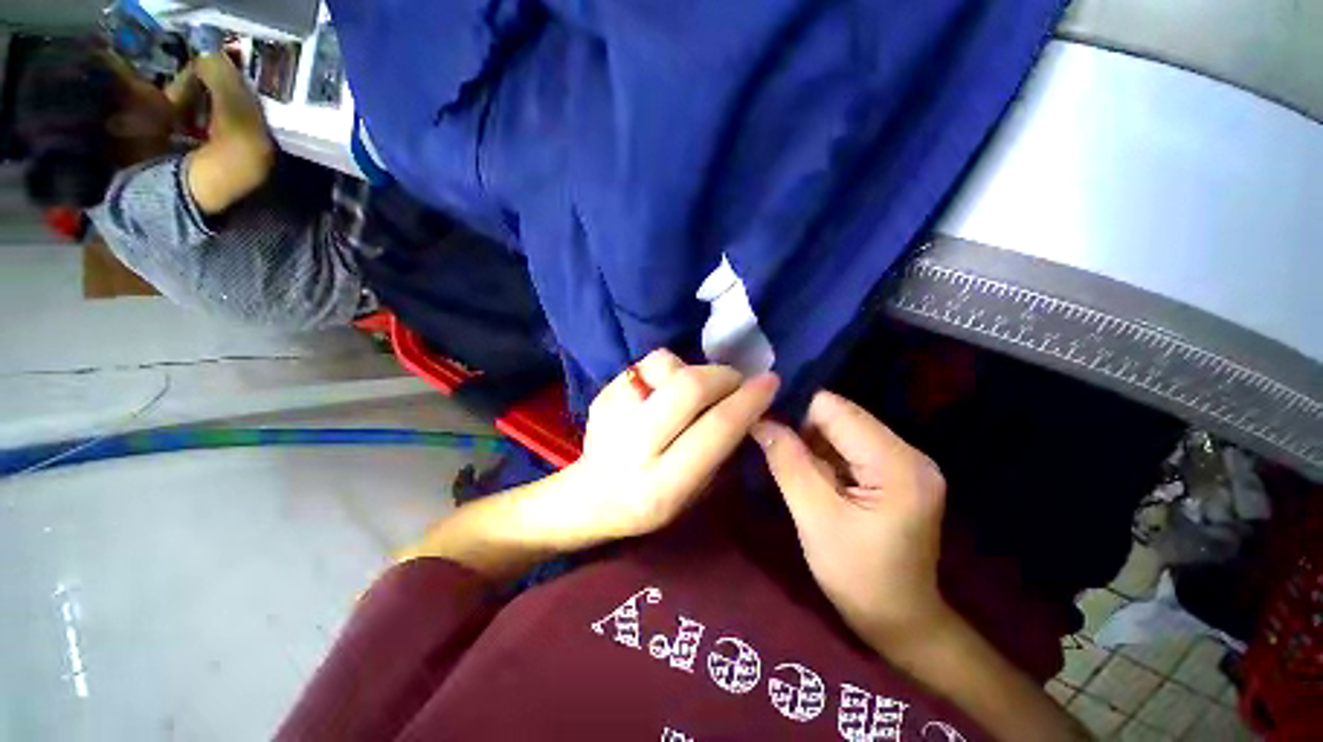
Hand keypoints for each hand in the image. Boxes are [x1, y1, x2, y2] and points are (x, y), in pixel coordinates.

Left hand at [566, 349, 778, 541]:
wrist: (591, 495)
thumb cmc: (651, 503)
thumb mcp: (695, 491)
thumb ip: (721, 448)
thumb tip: (747, 404)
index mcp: (663, 485)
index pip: (716, 429)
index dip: (749, 401)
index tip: (769, 383)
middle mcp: (633, 447)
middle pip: (689, 387)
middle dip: (724, 376)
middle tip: (736, 381)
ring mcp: (612, 414)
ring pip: (666, 365)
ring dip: (694, 370)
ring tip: (695, 388)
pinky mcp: (602, 394)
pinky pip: (647, 363)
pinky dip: (669, 370)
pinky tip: (665, 391)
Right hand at [752, 391, 946, 644]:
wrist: (900, 622)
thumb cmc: (858, 578)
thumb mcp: (815, 518)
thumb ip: (788, 462)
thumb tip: (758, 420)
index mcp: (897, 464)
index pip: (834, 409)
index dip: (795, 411)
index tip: (763, 425)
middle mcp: (909, 453)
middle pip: (840, 416)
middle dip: (803, 428)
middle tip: (772, 448)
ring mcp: (906, 462)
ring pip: (843, 429)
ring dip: (812, 442)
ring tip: (792, 466)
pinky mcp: (898, 472)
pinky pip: (851, 446)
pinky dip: (825, 454)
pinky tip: (813, 474)